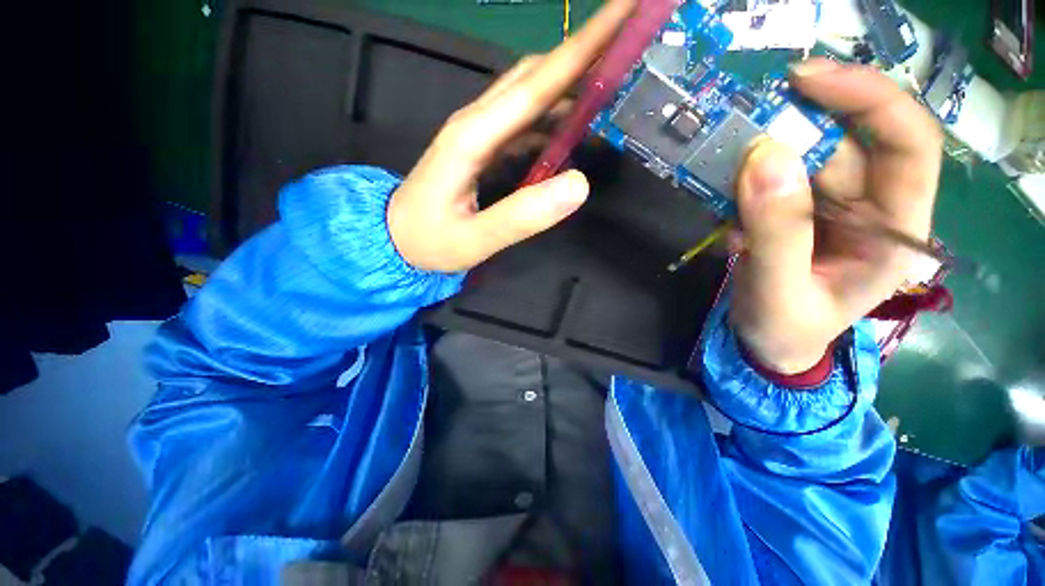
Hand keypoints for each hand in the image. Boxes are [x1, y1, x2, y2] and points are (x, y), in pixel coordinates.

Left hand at [388, 0, 635, 272]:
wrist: (396, 240)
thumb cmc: (430, 241)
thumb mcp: (475, 239)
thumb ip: (523, 216)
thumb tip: (579, 184)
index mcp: (474, 136)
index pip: (537, 83)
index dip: (584, 46)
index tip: (626, 10)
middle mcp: (477, 122)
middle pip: (535, 75)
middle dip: (584, 50)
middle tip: (630, 41)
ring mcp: (479, 133)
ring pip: (530, 94)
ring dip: (571, 83)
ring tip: (611, 82)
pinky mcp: (483, 147)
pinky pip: (524, 122)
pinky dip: (554, 117)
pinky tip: (573, 129)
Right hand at [731, 58, 942, 373]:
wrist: (768, 345)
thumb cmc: (785, 330)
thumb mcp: (779, 290)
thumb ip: (777, 231)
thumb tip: (764, 157)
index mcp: (894, 231)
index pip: (908, 144)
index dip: (867, 99)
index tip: (804, 81)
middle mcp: (873, 207)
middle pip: (845, 142)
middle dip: (793, 126)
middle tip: (736, 126)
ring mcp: (834, 207)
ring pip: (803, 156)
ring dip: (758, 159)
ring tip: (720, 179)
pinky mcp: (799, 210)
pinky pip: (773, 178)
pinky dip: (743, 184)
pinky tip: (725, 211)